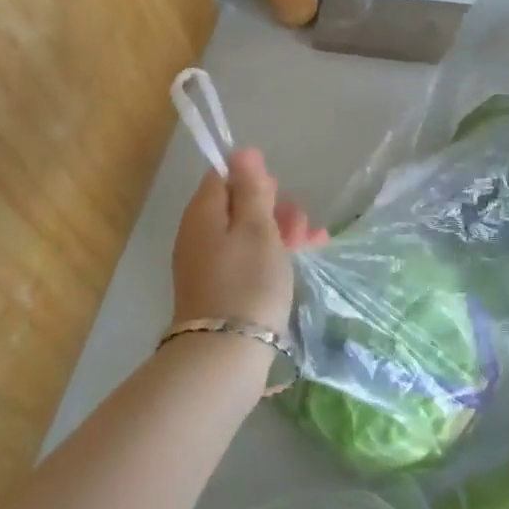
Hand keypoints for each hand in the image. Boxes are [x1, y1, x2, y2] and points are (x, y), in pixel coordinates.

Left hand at [171, 148, 322, 336]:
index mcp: (203, 213)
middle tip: (302, 220)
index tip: (279, 190)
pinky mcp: (218, 292)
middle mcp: (197, 235)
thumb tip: (241, 152)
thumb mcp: (257, 228)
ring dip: (277, 232)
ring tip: (311, 241)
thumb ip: (251, 189)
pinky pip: (244, 261)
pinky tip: (297, 262)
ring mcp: (206, 266)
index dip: (253, 178)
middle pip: (236, 207)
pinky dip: (269, 256)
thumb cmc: (247, 283)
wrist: (224, 357)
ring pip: (244, 235)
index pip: (222, 177)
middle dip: (272, 207)